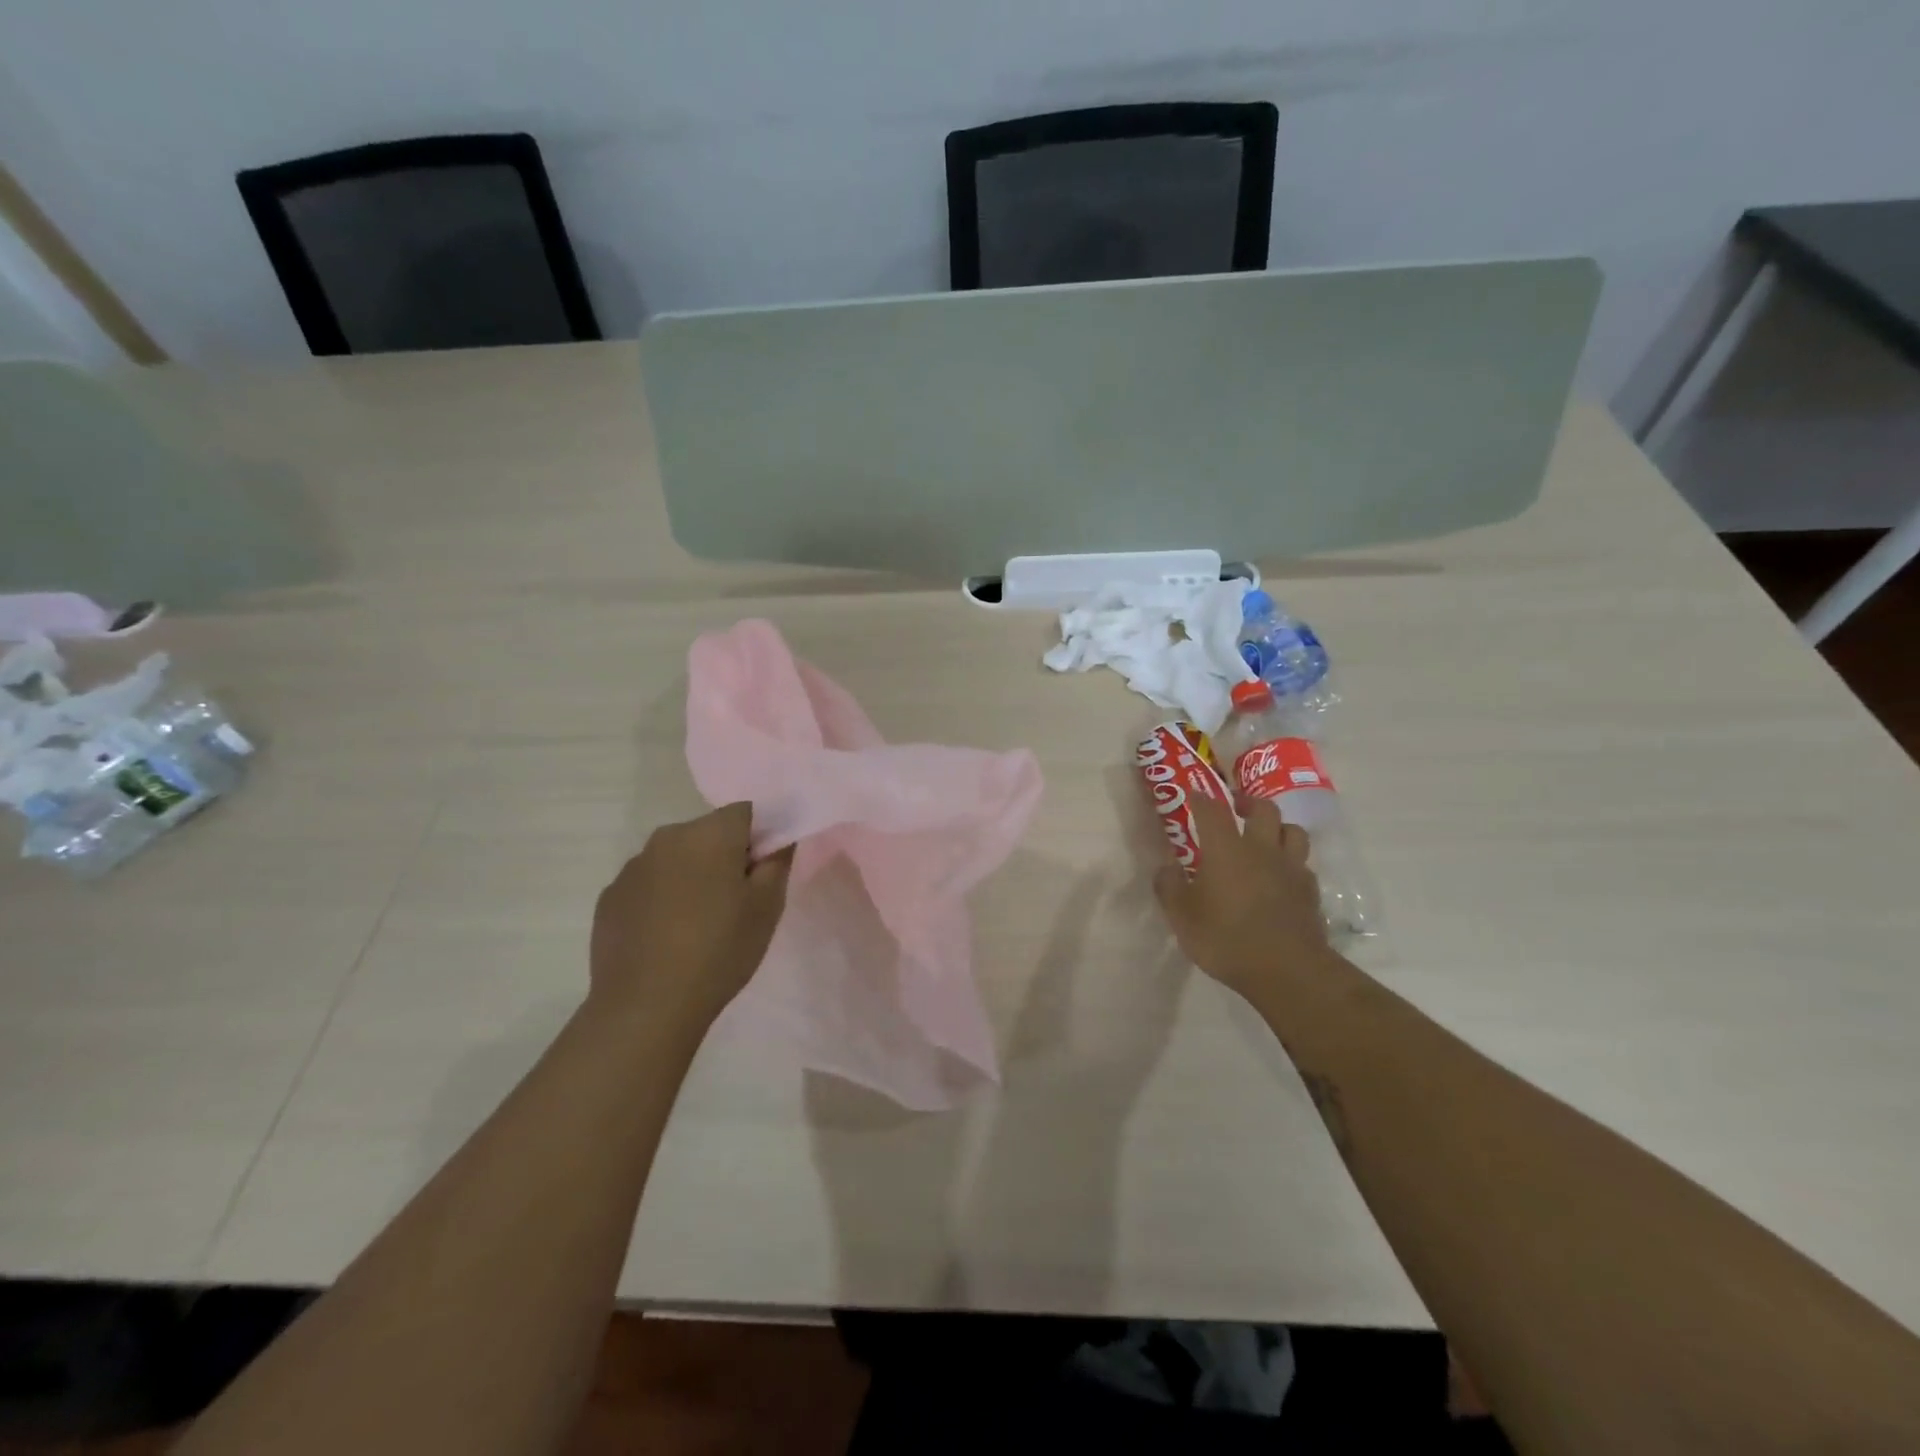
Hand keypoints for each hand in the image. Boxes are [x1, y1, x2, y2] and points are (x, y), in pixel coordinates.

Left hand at [589, 802, 793, 1026]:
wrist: (646, 1007)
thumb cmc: (720, 951)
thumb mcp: (767, 907)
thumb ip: (777, 860)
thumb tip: (778, 837)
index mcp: (709, 834)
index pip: (745, 812)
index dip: (759, 837)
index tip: (761, 873)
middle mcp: (667, 838)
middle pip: (707, 832)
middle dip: (723, 856)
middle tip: (735, 902)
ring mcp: (632, 867)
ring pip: (675, 858)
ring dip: (691, 876)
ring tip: (697, 924)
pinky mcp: (609, 897)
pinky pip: (648, 884)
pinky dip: (662, 898)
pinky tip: (666, 937)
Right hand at [1152, 793, 1328, 997]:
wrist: (1288, 971)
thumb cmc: (1226, 938)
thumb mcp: (1182, 916)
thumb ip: (1170, 887)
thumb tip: (1166, 868)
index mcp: (1226, 849)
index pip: (1212, 809)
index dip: (1201, 797)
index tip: (1192, 794)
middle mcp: (1261, 849)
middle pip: (1263, 809)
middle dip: (1247, 802)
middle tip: (1235, 808)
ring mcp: (1291, 869)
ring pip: (1293, 831)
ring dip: (1278, 828)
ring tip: (1265, 837)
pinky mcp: (1310, 892)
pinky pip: (1303, 864)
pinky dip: (1292, 862)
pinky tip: (1282, 876)